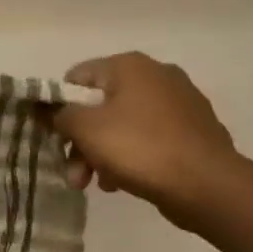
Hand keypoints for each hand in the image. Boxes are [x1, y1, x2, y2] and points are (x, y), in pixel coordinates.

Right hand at [50, 53, 238, 225]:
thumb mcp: (86, 129)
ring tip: (97, 184)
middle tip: (74, 173)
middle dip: (81, 140)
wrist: (207, 185)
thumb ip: (59, 115)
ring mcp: (180, 103)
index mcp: (130, 66)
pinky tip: (123, 182)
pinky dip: (131, 156)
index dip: (59, 105)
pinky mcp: (194, 131)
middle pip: (101, 105)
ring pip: (124, 125)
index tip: (54, 135)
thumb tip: (45, 107)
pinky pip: (149, 139)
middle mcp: (157, 75)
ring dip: (102, 153)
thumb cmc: (139, 147)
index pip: (78, 76)